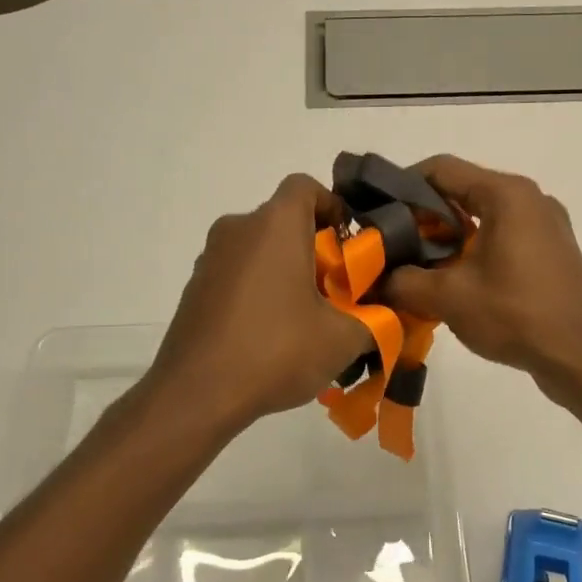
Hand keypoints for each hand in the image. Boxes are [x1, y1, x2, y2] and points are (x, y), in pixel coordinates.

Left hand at [146, 174, 373, 433]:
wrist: (195, 395)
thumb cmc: (275, 350)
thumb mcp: (342, 339)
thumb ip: (375, 321)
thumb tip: (387, 319)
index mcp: (275, 224)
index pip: (305, 186)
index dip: (333, 207)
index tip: (349, 245)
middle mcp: (238, 229)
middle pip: (284, 221)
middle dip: (315, 248)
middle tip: (338, 290)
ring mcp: (210, 259)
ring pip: (260, 249)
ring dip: (286, 271)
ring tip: (307, 319)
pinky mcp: (194, 289)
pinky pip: (237, 275)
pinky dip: (259, 290)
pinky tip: (271, 336)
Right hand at [378, 155, 581, 390]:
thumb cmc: (518, 315)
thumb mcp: (449, 298)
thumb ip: (404, 280)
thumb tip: (378, 278)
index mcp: (506, 194)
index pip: (441, 169)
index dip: (401, 184)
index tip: (375, 211)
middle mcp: (529, 199)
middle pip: (462, 191)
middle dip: (421, 216)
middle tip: (390, 245)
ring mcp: (545, 225)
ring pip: (482, 216)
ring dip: (447, 237)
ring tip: (416, 266)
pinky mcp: (552, 252)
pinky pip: (502, 237)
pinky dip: (473, 250)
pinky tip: (453, 282)